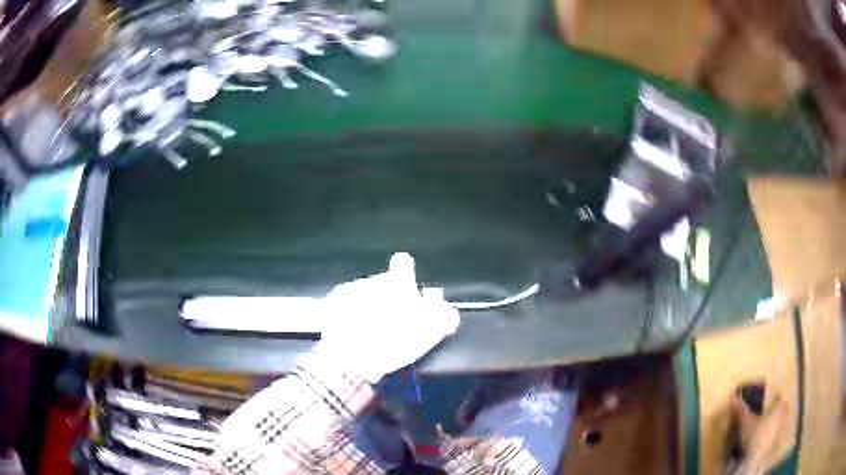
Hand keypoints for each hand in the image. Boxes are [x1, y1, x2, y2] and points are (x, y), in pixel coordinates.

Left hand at [313, 252, 459, 382]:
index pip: (403, 263)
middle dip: (387, 296)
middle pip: (383, 282)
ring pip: (364, 293)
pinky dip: (349, 314)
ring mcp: (349, 291)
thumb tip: (447, 307)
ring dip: (368, 305)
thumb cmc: (392, 343)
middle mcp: (372, 280)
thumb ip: (443, 316)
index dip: (405, 273)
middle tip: (390, 321)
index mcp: (397, 284)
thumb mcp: (427, 333)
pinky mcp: (332, 304)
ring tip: (370, 330)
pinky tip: (352, 331)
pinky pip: (345, 304)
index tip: (406, 290)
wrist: (348, 357)